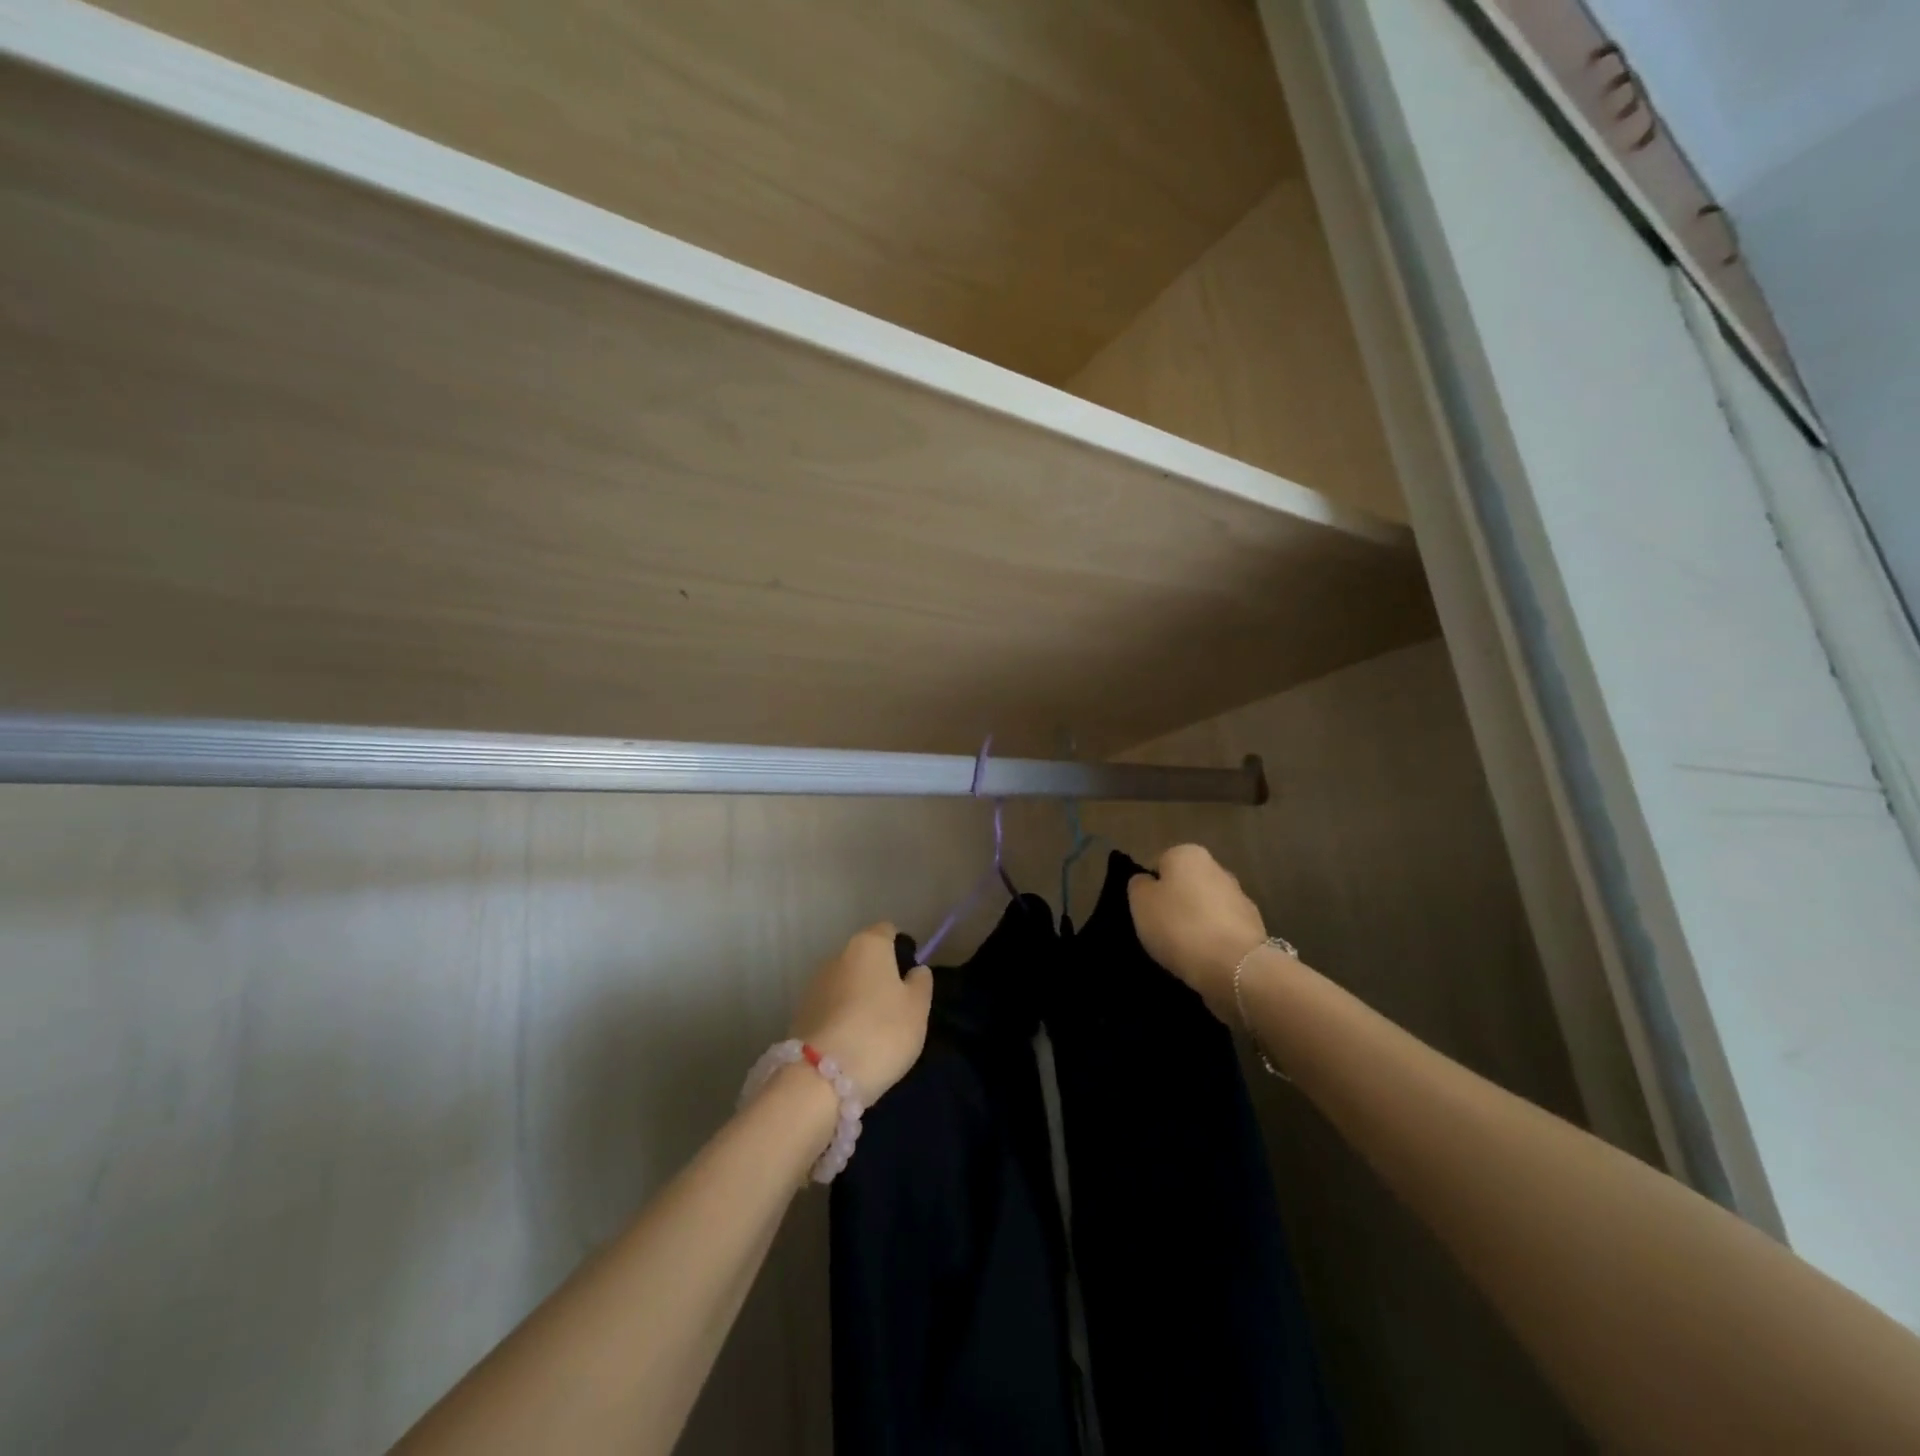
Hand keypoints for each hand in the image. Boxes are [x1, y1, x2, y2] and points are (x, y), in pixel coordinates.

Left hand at [791, 924, 933, 1103]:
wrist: (822, 1077)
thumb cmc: (881, 1032)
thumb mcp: (917, 1008)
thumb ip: (920, 983)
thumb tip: (914, 970)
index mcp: (868, 945)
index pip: (887, 931)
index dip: (901, 950)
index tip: (910, 978)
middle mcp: (837, 955)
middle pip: (864, 958)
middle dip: (878, 977)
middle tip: (895, 1010)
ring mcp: (814, 984)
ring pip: (846, 984)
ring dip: (858, 999)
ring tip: (872, 1033)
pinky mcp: (800, 1013)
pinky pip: (830, 1008)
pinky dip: (841, 1019)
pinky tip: (851, 1045)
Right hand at [1128, 844, 1266, 1020]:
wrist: (1234, 966)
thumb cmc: (1179, 926)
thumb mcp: (1140, 903)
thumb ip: (1139, 885)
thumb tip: (1147, 881)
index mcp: (1188, 854)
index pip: (1159, 864)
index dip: (1149, 889)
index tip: (1145, 913)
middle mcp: (1217, 868)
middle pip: (1185, 884)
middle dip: (1175, 903)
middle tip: (1160, 930)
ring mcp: (1239, 897)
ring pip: (1206, 907)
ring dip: (1195, 922)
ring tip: (1181, 949)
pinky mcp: (1254, 927)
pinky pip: (1222, 929)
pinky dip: (1213, 940)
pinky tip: (1203, 958)